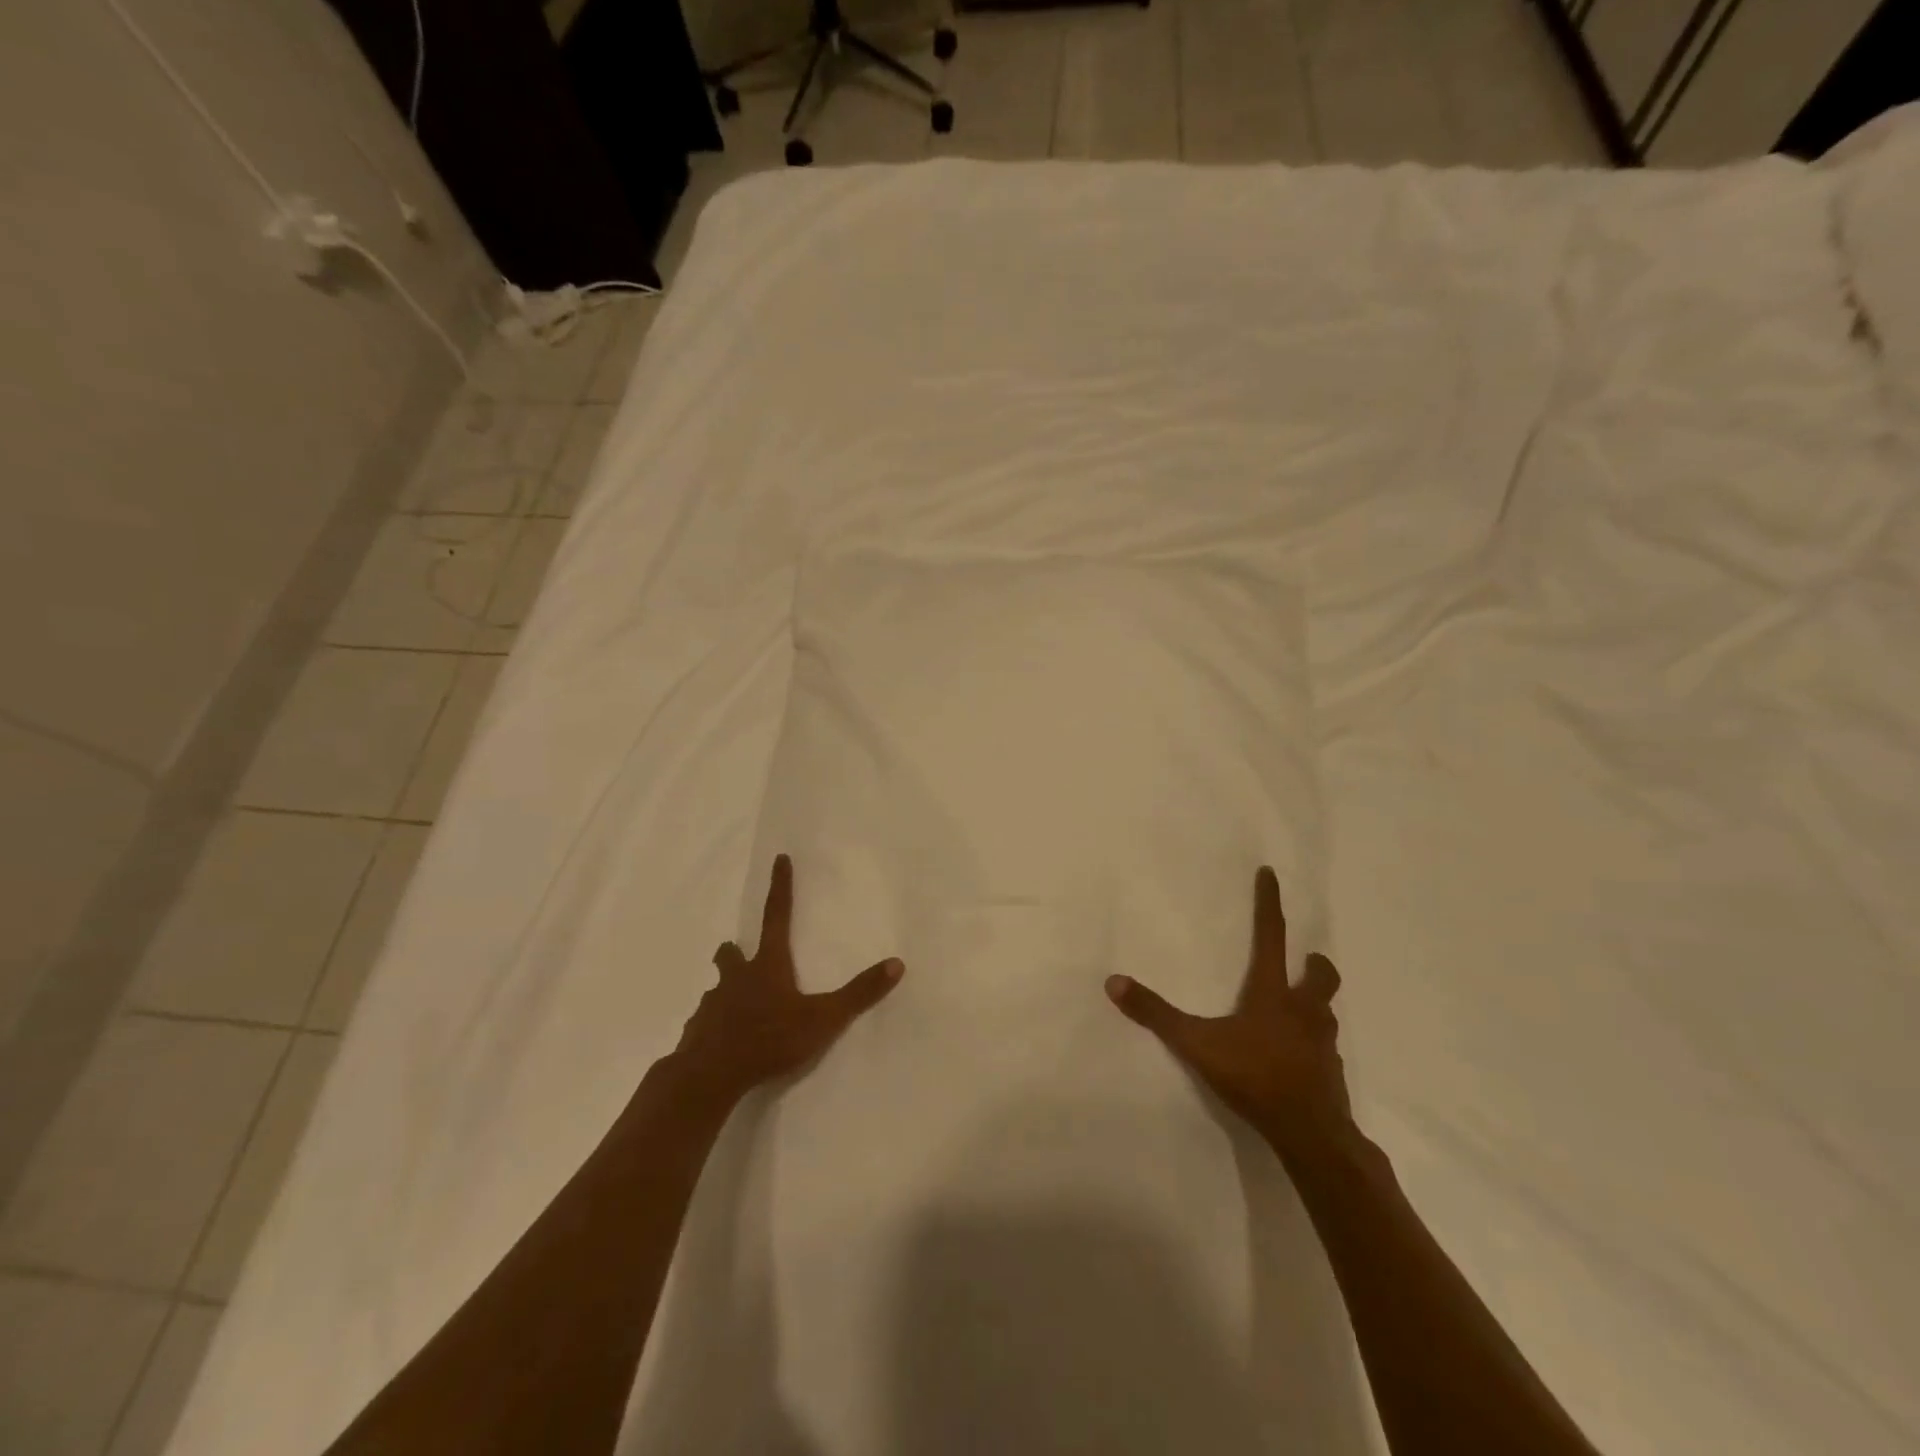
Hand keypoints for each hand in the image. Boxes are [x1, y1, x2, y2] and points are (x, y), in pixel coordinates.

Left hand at [673, 854, 903, 1105]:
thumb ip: (859, 994)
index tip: (779, 859)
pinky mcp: (696, 1034)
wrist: (710, 1077)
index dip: (780, 887)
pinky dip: (714, 1026)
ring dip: (726, 991)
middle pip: (730, 953)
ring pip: (716, 988)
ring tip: (739, 1009)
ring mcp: (711, 1005)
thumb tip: (896, 964)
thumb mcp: (823, 1018)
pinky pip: (705, 1023)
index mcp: (767, 966)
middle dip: (735, 951)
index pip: (776, 916)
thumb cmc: (769, 1039)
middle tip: (743, 958)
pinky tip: (724, 1044)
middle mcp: (736, 978)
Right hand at [1106, 866, 1349, 1154]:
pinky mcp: (1332, 1074)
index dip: (1270, 903)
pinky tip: (1298, 1058)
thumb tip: (1113, 982)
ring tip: (1299, 1010)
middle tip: (1305, 961)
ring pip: (1326, 1012)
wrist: (1310, 1133)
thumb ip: (1156, 1015)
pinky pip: (1326, 1049)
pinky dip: (1314, 1044)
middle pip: (1321, 975)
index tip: (1272, 874)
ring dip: (1315, 1003)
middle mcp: (1304, 1011)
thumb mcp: (1197, 1043)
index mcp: (1274, 993)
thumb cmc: (1254, 1076)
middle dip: (1314, 963)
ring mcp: (1324, 1044)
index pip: (1272, 936)